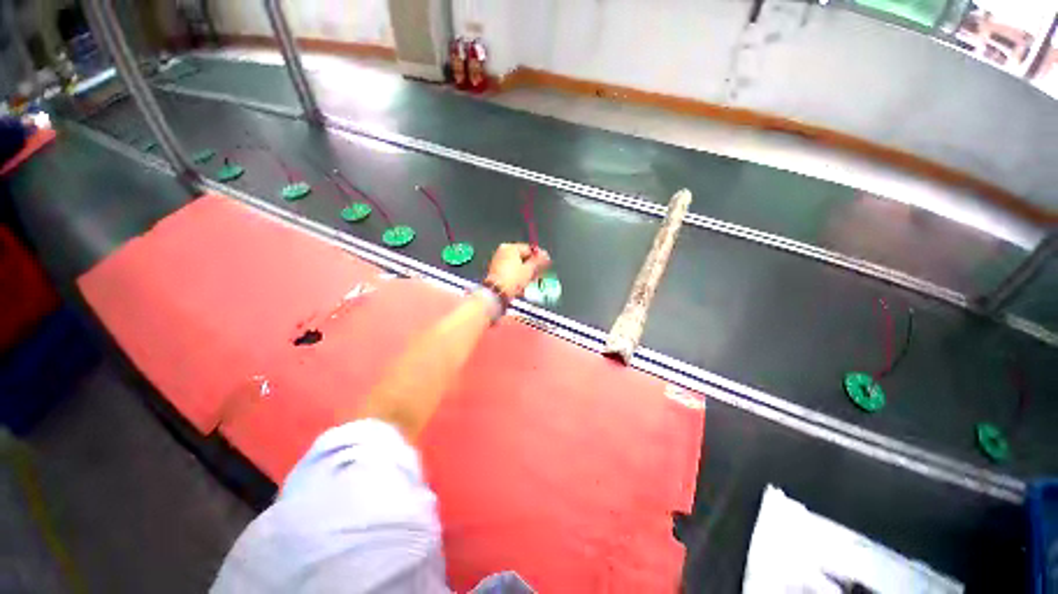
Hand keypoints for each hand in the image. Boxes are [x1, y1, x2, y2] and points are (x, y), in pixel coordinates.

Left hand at [485, 243, 550, 298]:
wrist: (497, 293)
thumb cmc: (512, 279)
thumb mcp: (529, 269)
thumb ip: (539, 261)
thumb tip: (545, 255)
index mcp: (510, 247)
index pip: (529, 249)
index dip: (539, 257)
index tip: (546, 263)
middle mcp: (502, 252)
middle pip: (522, 257)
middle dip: (532, 267)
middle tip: (539, 274)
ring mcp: (498, 262)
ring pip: (517, 265)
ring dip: (526, 273)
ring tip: (531, 281)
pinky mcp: (496, 272)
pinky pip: (511, 272)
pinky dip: (518, 277)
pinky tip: (522, 284)